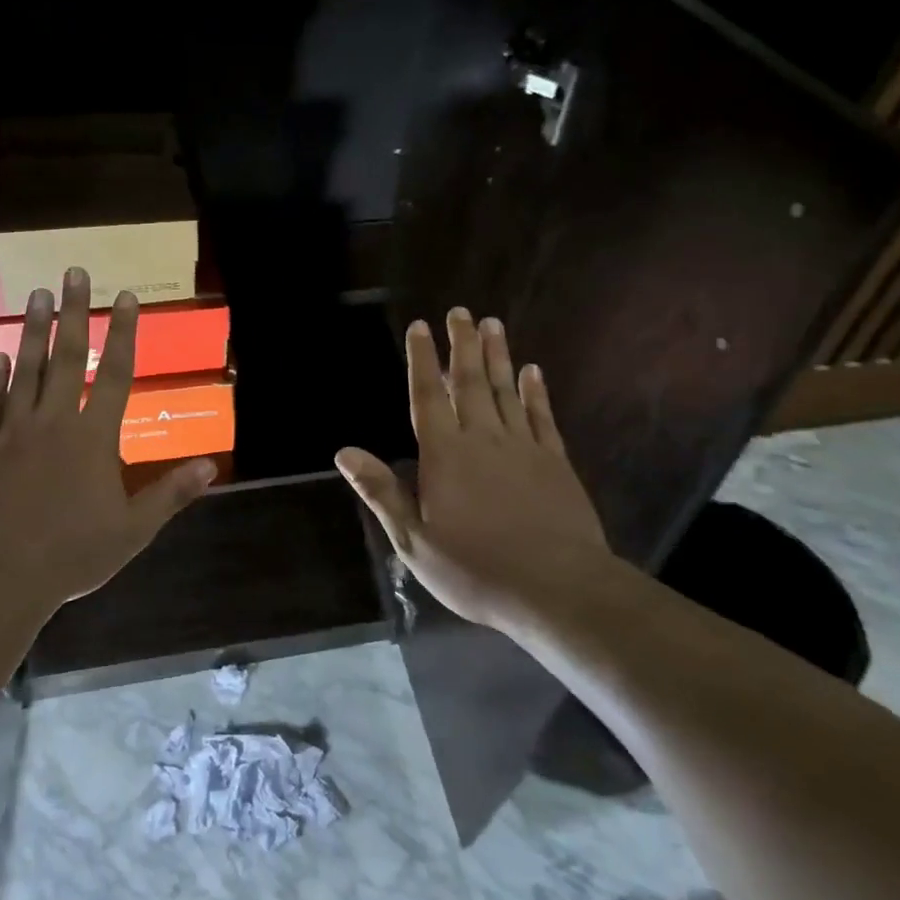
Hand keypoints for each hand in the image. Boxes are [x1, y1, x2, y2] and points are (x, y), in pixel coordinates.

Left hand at [0, 268, 216, 620]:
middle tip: (73, 273)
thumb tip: (211, 466)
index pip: (113, 373)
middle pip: (66, 357)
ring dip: (32, 331)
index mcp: (93, 438)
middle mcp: (53, 423)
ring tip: (36, 295)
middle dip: (74, 312)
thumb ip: (170, 493)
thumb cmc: (71, 555)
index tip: (125, 297)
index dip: (122, 333)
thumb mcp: (133, 530)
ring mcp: (12, 433)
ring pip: (25, 370)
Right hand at [336, 307, 616, 635]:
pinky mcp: (555, 462)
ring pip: (506, 390)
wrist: (555, 587)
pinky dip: (536, 392)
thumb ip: (382, 490)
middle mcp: (482, 439)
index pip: (427, 396)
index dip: (422, 360)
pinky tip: (533, 371)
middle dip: (462, 344)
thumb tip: (344, 452)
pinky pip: (542, 416)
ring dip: (498, 356)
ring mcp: (523, 447)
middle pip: (468, 382)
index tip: (420, 327)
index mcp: (444, 455)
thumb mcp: (413, 539)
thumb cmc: (474, 568)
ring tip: (493, 324)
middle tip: (461, 312)